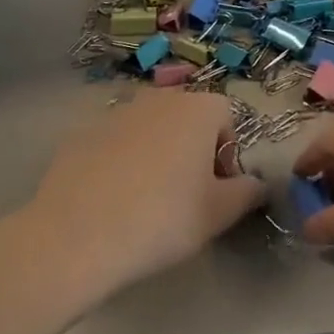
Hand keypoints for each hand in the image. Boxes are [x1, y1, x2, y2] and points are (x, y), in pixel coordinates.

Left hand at [29, 92, 265, 297]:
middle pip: (187, 118)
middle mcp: (158, 98)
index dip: (226, 154)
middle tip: (185, 197)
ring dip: (156, 154)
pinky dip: (121, 163)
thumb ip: (248, 192)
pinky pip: (116, 144)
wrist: (77, 234)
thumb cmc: (163, 219)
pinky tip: (112, 201)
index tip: (216, 190)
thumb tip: (256, 184)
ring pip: (150, 129)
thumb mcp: (219, 213)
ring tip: (146, 201)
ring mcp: (117, 112)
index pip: (226, 117)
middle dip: (192, 150)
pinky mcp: (83, 133)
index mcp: (197, 108)